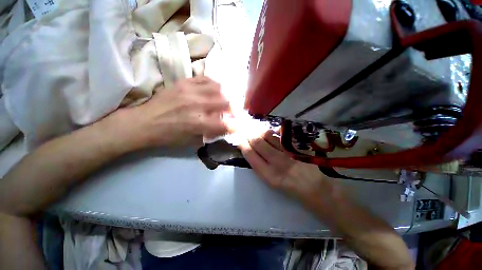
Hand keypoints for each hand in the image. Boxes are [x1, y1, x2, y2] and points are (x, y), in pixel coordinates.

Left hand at [109, 76, 230, 148]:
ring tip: (223, 100)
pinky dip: (214, 85)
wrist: (144, 122)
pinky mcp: (183, 82)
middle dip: (232, 109)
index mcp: (198, 123)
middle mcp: (196, 105)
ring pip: (218, 88)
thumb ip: (210, 134)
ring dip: (225, 96)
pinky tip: (214, 90)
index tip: (237, 126)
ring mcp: (190, 91)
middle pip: (225, 102)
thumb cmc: (168, 136)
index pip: (225, 124)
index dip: (234, 126)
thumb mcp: (191, 142)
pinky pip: (205, 78)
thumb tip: (224, 128)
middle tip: (231, 113)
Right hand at [239, 130, 342, 207]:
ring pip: (268, 136)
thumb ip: (262, 166)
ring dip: (259, 130)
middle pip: (257, 142)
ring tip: (255, 128)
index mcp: (268, 176)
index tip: (239, 138)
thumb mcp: (273, 182)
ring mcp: (288, 154)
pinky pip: (281, 136)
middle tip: (245, 130)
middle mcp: (276, 164)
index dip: (242, 144)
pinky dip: (273, 131)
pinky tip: (269, 130)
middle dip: (249, 134)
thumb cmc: (293, 190)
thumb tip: (253, 151)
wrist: (319, 191)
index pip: (250, 155)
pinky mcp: (297, 149)